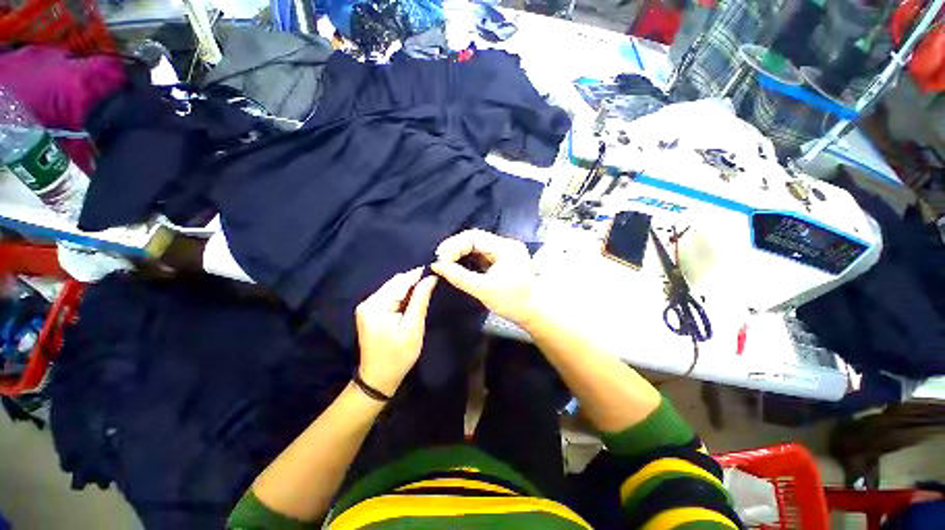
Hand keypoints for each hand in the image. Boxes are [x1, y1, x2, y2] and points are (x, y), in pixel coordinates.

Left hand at [355, 268, 437, 395]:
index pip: (400, 281)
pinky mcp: (370, 312)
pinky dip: (402, 296)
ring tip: (426, 289)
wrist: (378, 378)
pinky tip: (413, 300)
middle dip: (413, 281)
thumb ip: (420, 300)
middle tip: (433, 281)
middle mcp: (368, 302)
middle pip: (394, 283)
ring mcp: (367, 307)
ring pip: (393, 289)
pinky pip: (389, 297)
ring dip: (409, 289)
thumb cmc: (398, 356)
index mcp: (376, 305)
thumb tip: (430, 279)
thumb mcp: (413, 328)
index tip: (435, 270)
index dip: (417, 275)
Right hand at [431, 229, 537, 326]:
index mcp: (505, 248)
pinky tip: (457, 265)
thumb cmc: (513, 303)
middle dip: (455, 248)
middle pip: (475, 239)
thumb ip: (458, 276)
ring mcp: (505, 251)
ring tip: (445, 262)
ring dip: (460, 253)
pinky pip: (481, 254)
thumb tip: (437, 266)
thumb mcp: (483, 290)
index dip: (454, 245)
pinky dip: (468, 259)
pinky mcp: (503, 259)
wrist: (535, 313)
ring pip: (477, 246)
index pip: (474, 237)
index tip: (440, 259)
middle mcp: (506, 244)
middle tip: (440, 260)